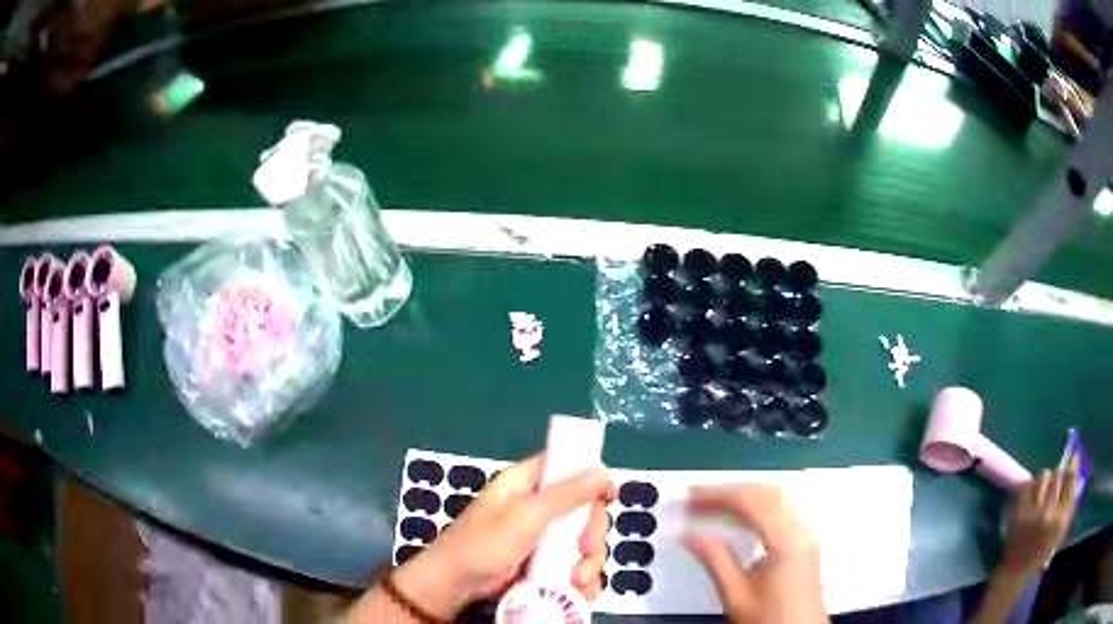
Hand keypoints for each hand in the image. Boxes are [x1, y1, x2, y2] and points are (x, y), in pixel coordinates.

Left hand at [391, 454, 611, 618]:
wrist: (456, 584)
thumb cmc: (483, 544)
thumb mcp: (526, 517)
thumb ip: (565, 495)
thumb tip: (603, 470)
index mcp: (528, 483)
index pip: (568, 468)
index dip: (591, 479)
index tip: (607, 498)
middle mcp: (539, 507)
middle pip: (584, 510)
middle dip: (591, 535)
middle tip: (584, 550)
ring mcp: (543, 538)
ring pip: (583, 542)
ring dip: (588, 563)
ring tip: (576, 582)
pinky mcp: (544, 563)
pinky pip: (574, 564)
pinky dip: (581, 578)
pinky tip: (579, 592)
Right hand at [685, 486, 827, 623]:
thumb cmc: (769, 619)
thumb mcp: (736, 596)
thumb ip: (716, 560)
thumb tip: (690, 535)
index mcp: (786, 541)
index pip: (751, 502)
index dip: (718, 495)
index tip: (690, 498)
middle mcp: (802, 531)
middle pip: (767, 493)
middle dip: (730, 492)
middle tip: (696, 499)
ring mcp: (807, 536)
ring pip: (777, 499)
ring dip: (745, 496)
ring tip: (714, 505)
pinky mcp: (806, 544)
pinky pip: (783, 511)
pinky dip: (758, 506)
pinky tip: (741, 518)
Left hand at [999, 456, 1079, 579]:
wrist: (1016, 572)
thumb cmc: (1042, 552)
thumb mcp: (1061, 530)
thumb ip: (1070, 502)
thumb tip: (1077, 468)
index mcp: (1060, 519)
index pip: (1070, 480)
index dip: (1072, 466)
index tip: (1073, 459)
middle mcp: (1048, 514)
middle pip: (1057, 474)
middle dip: (1058, 476)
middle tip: (1056, 482)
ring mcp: (1032, 513)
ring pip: (1043, 476)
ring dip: (1045, 480)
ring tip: (1043, 490)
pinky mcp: (1017, 514)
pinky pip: (1027, 486)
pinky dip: (1030, 487)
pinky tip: (1032, 496)